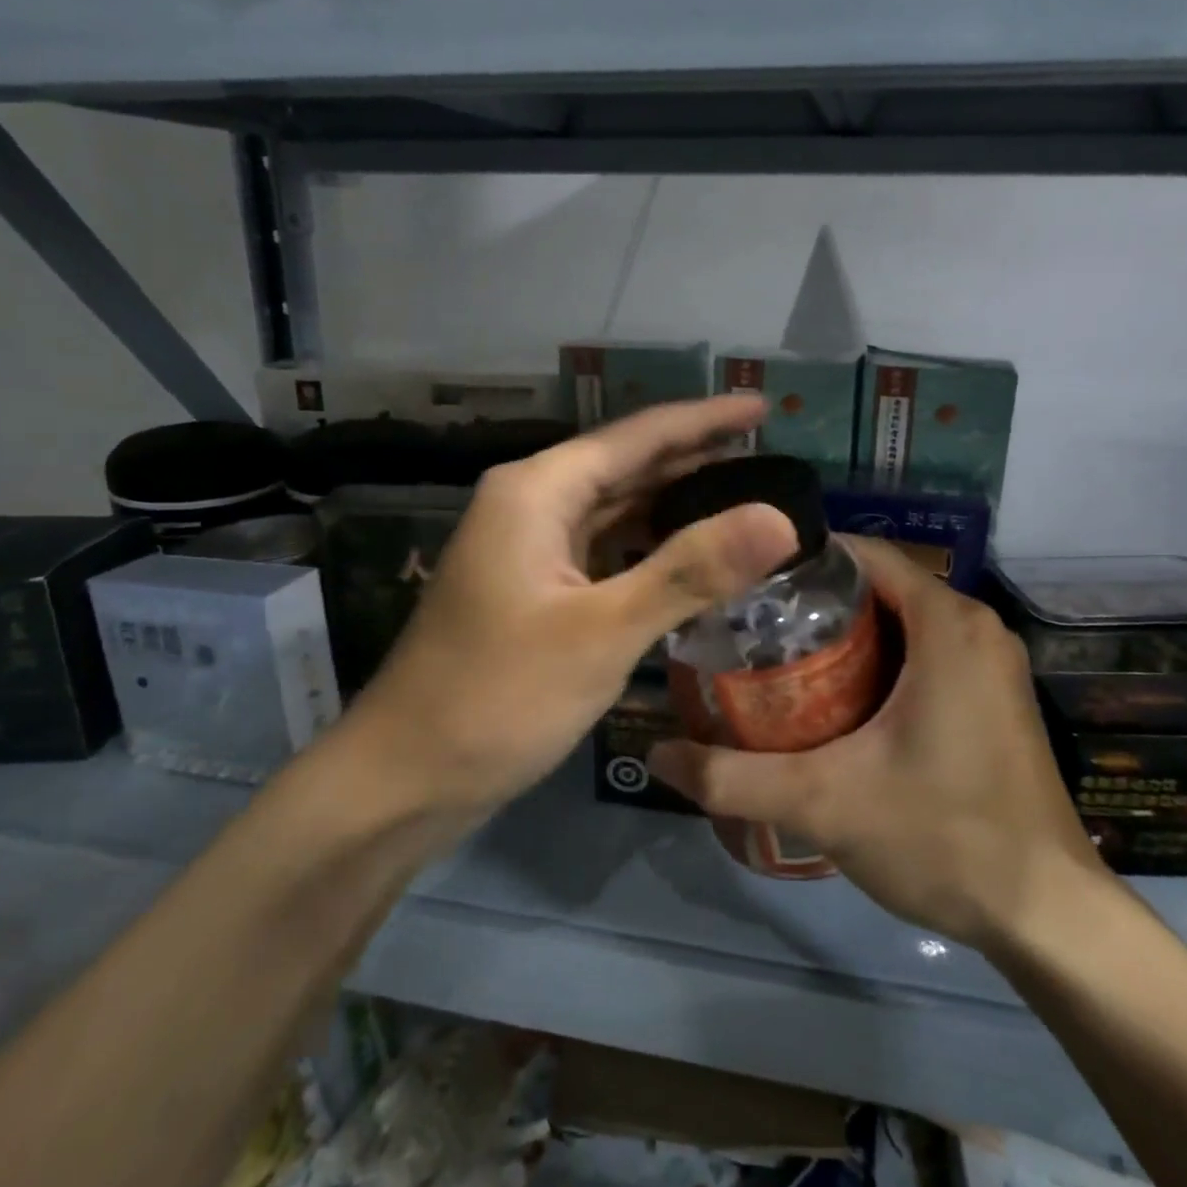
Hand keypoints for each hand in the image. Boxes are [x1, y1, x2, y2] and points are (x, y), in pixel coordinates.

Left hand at [335, 397, 798, 820]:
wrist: (405, 779)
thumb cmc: (497, 698)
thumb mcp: (603, 631)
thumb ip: (691, 570)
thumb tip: (780, 517)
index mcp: (538, 491)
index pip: (639, 435)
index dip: (705, 419)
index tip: (762, 407)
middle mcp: (531, 504)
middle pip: (627, 466)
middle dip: (695, 458)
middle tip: (767, 456)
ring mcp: (529, 548)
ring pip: (617, 509)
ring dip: (675, 503)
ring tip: (742, 499)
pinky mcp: (535, 590)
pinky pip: (605, 550)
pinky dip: (650, 548)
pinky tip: (690, 559)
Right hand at [649, 538, 1108, 948]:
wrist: (1050, 918)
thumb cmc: (943, 836)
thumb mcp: (824, 802)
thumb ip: (733, 777)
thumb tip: (655, 754)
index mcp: (946, 621)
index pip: (860, 554)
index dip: (799, 563)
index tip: (745, 585)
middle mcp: (975, 626)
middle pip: (877, 587)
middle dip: (813, 605)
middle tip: (750, 631)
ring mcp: (991, 663)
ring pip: (901, 622)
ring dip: (844, 637)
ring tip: (778, 665)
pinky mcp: (995, 698)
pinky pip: (926, 652)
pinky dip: (879, 662)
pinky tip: (835, 704)